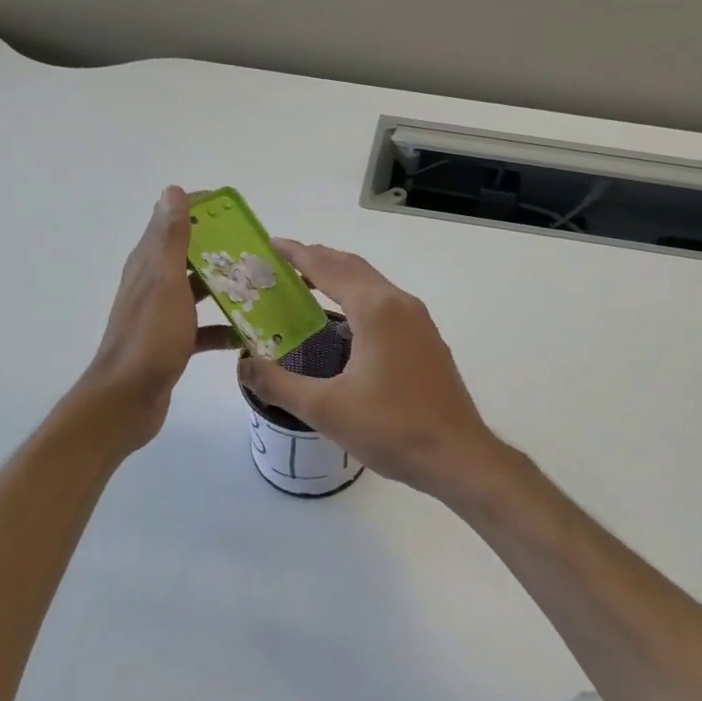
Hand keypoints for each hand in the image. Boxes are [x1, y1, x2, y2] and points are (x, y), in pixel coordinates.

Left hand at [79, 187, 236, 451]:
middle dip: (223, 250)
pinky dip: (224, 328)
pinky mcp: (173, 342)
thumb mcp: (165, 282)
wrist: (127, 399)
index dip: (202, 210)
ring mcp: (163, 314)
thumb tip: (172, 190)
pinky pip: (204, 328)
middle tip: (260, 251)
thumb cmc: (150, 338)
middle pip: (191, 255)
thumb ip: (171, 238)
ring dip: (227, 287)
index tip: (236, 211)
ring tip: (263, 287)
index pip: (173, 221)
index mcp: (149, 263)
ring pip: (199, 290)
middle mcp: (153, 284)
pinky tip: (248, 335)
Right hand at [238, 241, 505, 499]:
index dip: (296, 254)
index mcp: (375, 309)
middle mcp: (400, 304)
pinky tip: (344, 325)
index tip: (270, 244)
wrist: (457, 455)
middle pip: (352, 268)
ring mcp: (419, 322)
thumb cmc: (391, 428)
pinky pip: (386, 305)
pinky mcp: (427, 341)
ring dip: (340, 279)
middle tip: (282, 264)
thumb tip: (244, 366)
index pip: (327, 267)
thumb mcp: (325, 408)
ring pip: (373, 285)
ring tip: (307, 286)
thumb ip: (278, 384)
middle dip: (317, 260)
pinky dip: (358, 300)